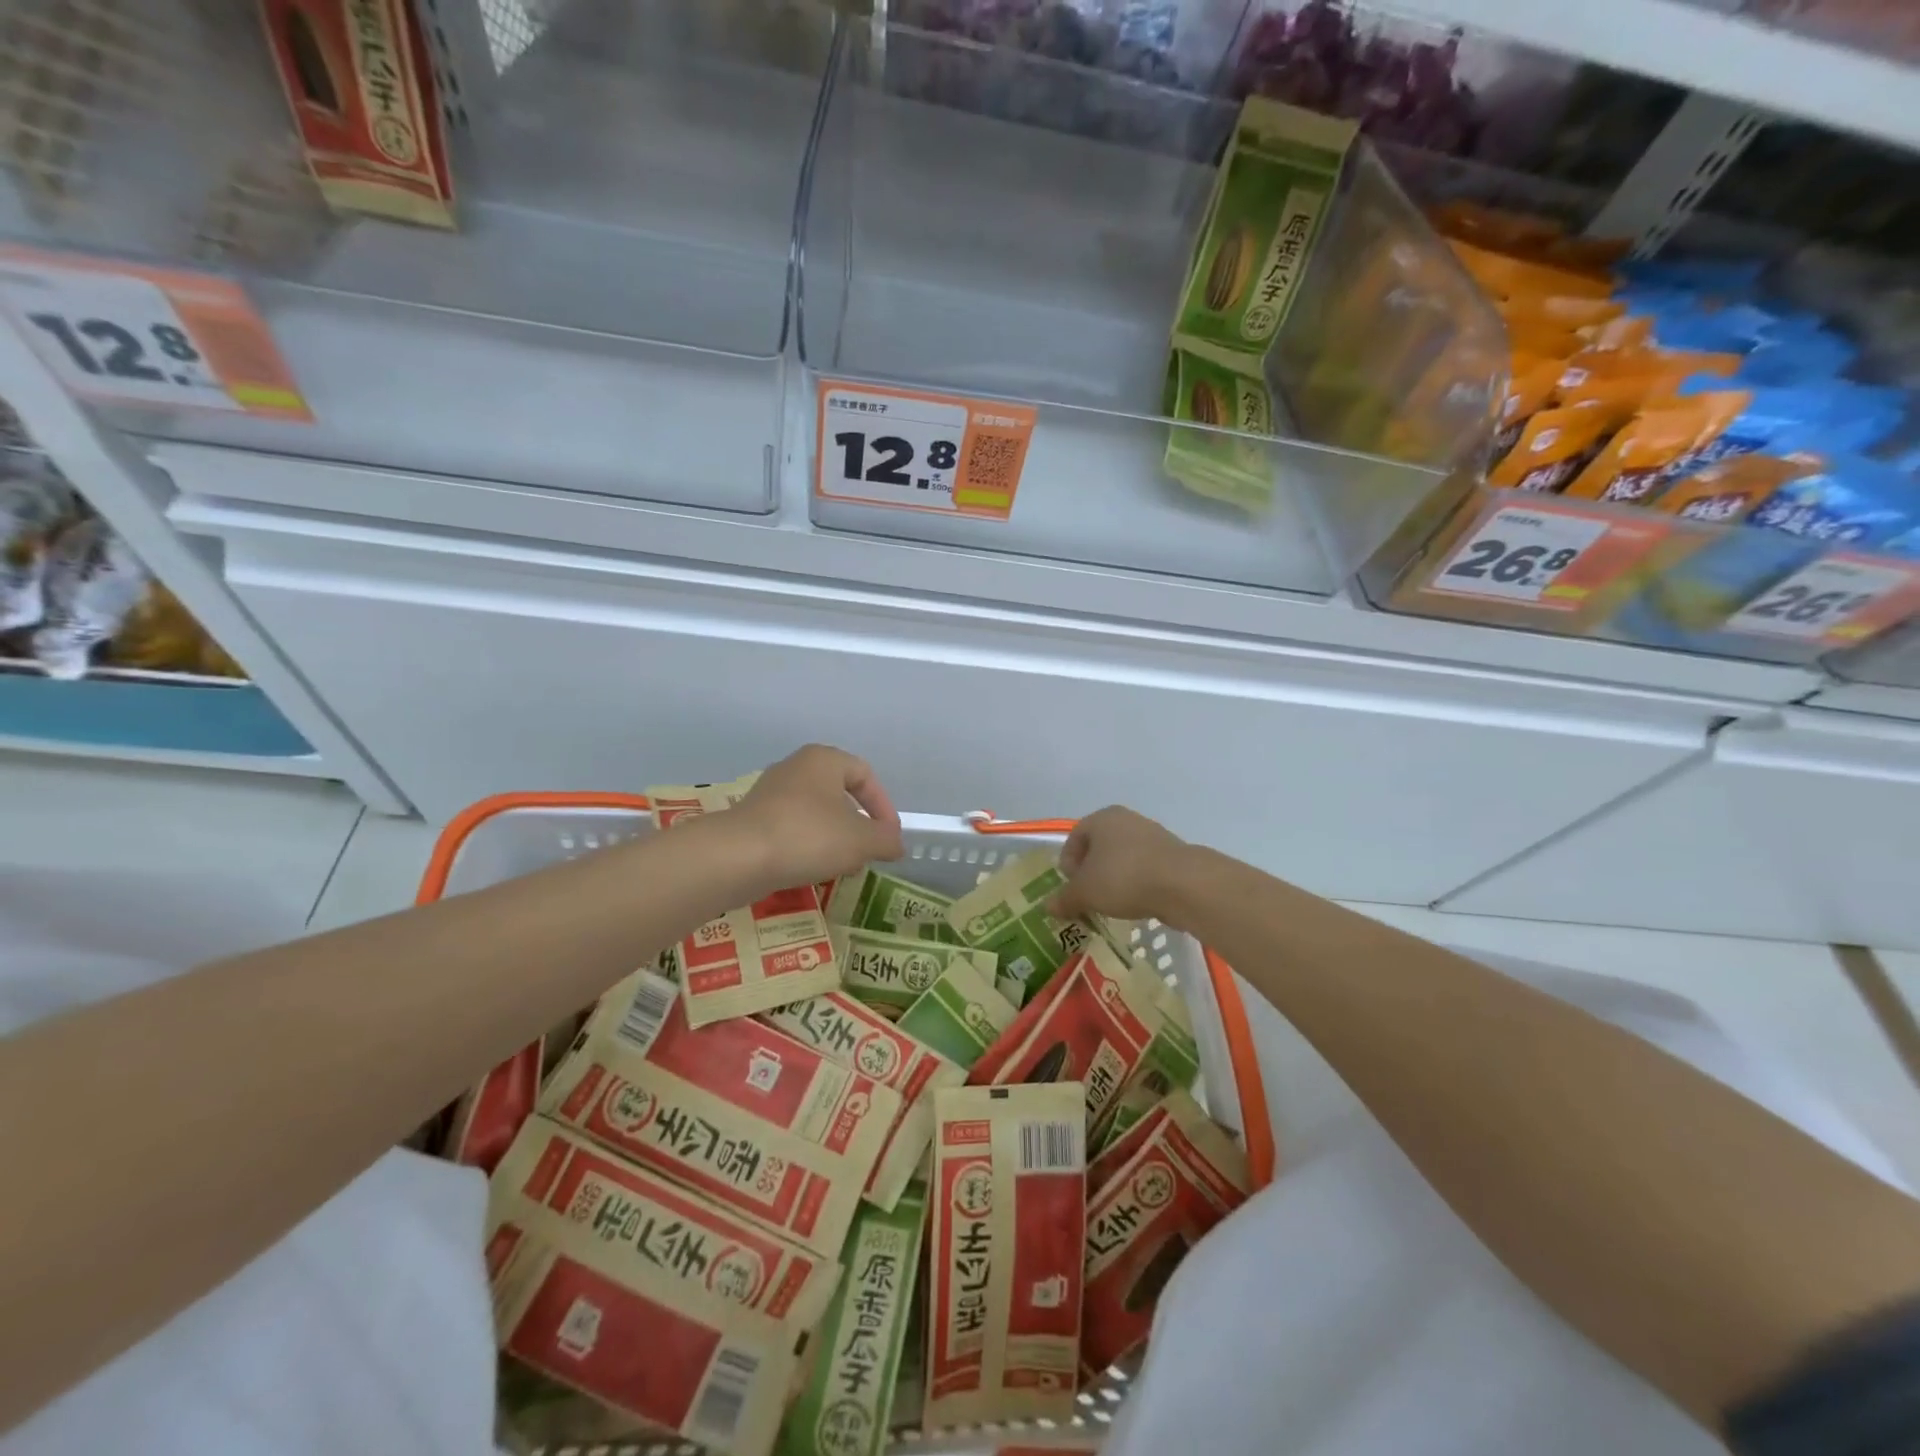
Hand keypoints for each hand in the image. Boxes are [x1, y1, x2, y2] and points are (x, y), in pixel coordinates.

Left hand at [730, 745, 904, 892]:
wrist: (737, 857)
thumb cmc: (808, 836)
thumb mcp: (861, 840)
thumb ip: (886, 839)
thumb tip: (895, 843)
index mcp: (824, 759)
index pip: (866, 775)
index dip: (884, 806)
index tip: (889, 837)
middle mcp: (796, 768)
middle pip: (839, 794)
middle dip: (859, 825)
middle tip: (868, 852)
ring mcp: (770, 793)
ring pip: (815, 813)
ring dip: (834, 838)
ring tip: (843, 866)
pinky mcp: (753, 819)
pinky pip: (792, 828)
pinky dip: (808, 846)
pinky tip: (812, 870)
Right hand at [1048, 806, 1189, 922]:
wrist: (1183, 884)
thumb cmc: (1123, 878)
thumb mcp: (1085, 892)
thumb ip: (1065, 899)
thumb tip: (1048, 907)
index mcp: (1102, 818)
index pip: (1074, 837)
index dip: (1068, 863)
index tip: (1072, 887)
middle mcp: (1127, 819)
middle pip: (1099, 846)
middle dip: (1091, 871)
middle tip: (1089, 895)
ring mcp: (1153, 834)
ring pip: (1123, 857)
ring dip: (1114, 877)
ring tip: (1114, 903)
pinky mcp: (1173, 854)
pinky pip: (1145, 867)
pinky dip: (1137, 882)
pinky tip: (1138, 902)